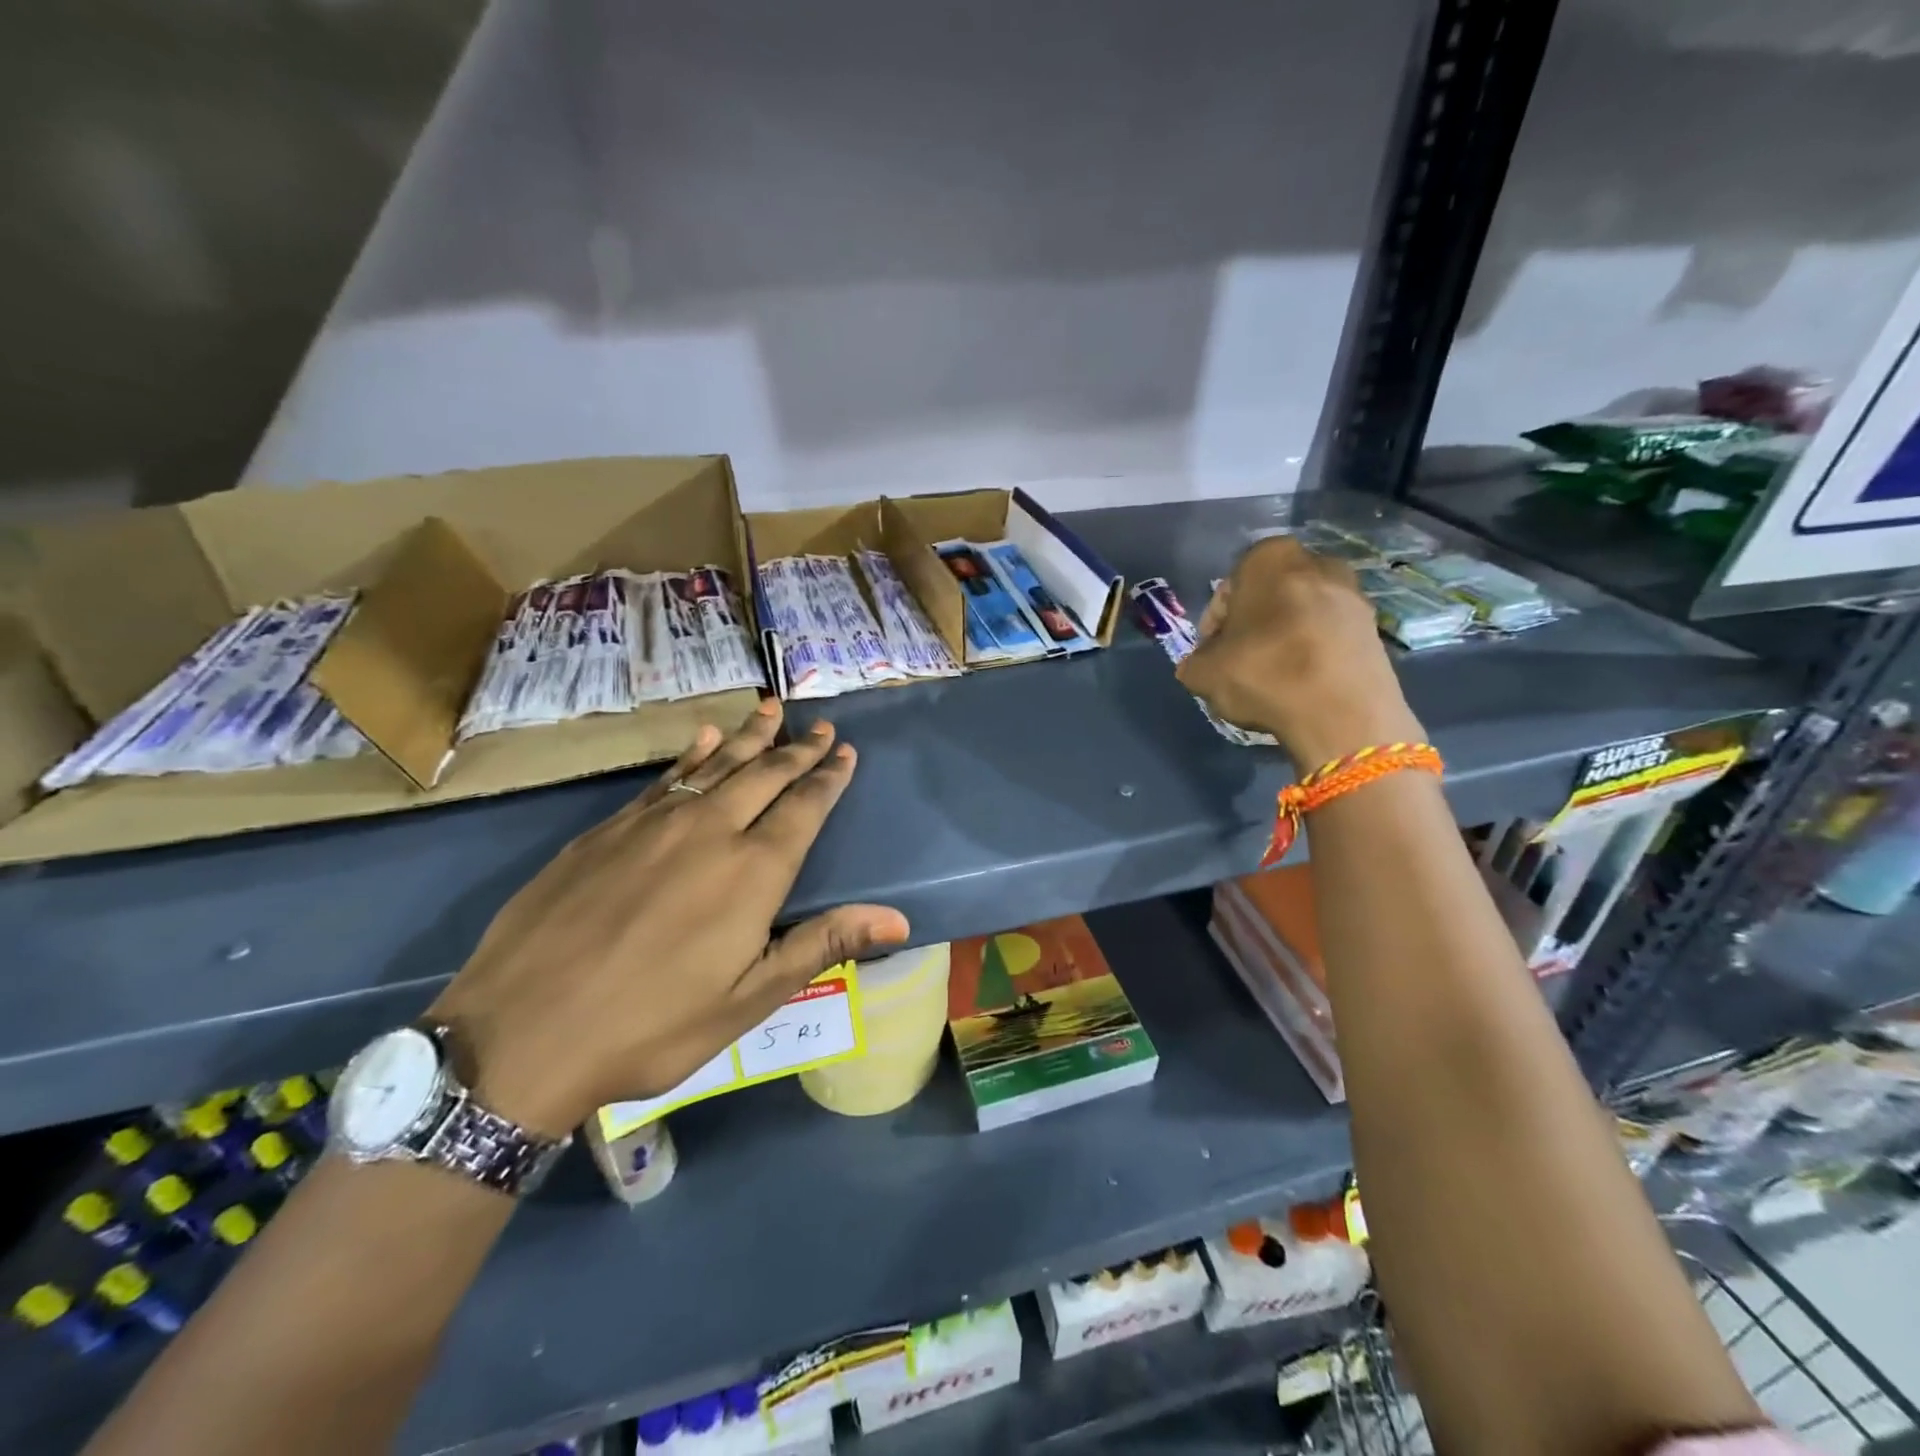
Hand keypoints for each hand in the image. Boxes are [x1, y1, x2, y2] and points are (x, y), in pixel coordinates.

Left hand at [428, 700, 908, 1136]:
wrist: (521, 1033)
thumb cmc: (651, 1026)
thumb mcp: (748, 999)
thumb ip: (822, 944)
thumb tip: (899, 921)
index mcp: (752, 871)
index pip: (804, 807)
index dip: (828, 777)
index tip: (845, 750)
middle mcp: (710, 830)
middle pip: (765, 774)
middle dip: (797, 748)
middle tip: (820, 725)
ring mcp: (653, 824)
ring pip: (715, 764)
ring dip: (749, 736)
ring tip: (771, 709)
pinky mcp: (606, 830)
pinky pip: (663, 777)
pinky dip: (690, 754)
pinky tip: (702, 738)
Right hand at [1176, 536, 1424, 766]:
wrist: (1343, 713)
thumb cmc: (1264, 674)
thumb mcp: (1202, 673)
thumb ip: (1196, 661)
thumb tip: (1203, 663)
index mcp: (1269, 559)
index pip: (1228, 589)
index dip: (1214, 625)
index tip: (1211, 654)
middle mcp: (1316, 562)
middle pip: (1270, 597)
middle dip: (1254, 626)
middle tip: (1240, 662)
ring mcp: (1353, 594)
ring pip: (1302, 615)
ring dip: (1286, 639)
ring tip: (1273, 677)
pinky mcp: (1375, 628)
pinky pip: (1330, 636)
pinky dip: (1314, 654)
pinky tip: (1302, 685)